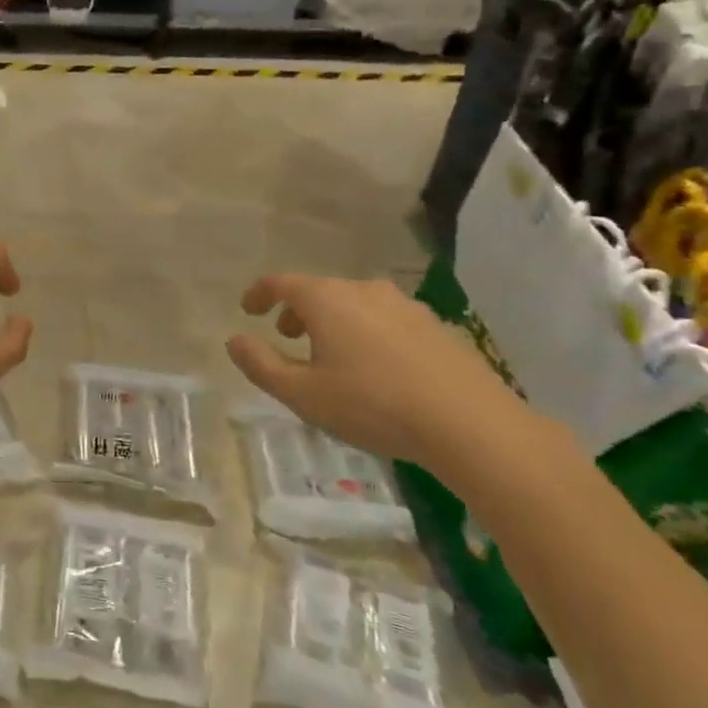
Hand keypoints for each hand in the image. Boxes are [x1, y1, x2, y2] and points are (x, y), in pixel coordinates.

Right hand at [226, 273, 540, 472]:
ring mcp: (405, 306)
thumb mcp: (303, 394)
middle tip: (288, 338)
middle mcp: (364, 291)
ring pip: (355, 304)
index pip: (281, 283)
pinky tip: (377, 369)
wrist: (471, 425)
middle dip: (297, 311)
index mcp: (327, 300)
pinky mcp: (436, 327)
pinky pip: (386, 320)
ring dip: (334, 322)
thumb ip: (261, 365)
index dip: (259, 293)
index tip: (248, 309)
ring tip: (332, 356)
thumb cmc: (373, 405)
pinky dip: (367, 333)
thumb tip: (235, 340)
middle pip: (319, 291)